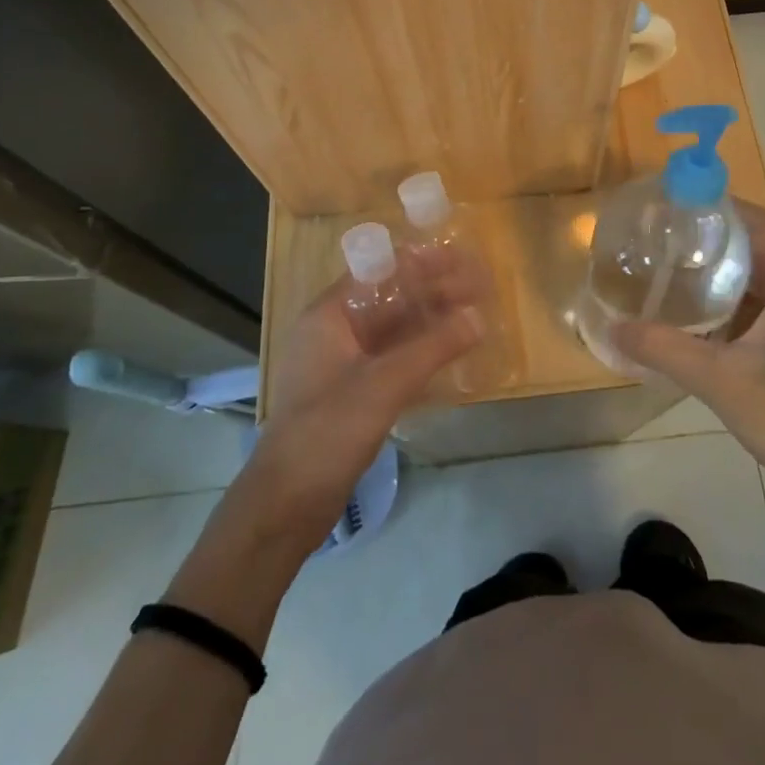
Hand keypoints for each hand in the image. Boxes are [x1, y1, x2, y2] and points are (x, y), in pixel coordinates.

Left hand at [244, 276, 481, 553]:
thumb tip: (479, 317)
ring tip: (473, 316)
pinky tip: (450, 354)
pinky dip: (420, 352)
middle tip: (479, 287)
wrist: (285, 506)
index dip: (421, 262)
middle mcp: (333, 331)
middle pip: (390, 299)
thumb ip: (434, 347)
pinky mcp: (351, 393)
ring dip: (430, 322)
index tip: (460, 258)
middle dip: (433, 292)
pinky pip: (392, 358)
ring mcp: (342, 363)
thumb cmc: (327, 430)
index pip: (379, 270)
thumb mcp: (385, 383)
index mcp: (329, 315)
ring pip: (393, 330)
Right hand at [611, 201, 764, 495]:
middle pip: (757, 244)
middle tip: (667, 233)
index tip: (682, 201)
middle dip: (714, 234)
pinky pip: (759, 303)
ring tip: (672, 264)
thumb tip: (614, 328)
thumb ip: (665, 350)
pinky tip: (694, 311)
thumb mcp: (719, 380)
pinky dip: (728, 297)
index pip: (761, 224)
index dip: (725, 205)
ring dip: (720, 267)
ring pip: (757, 276)